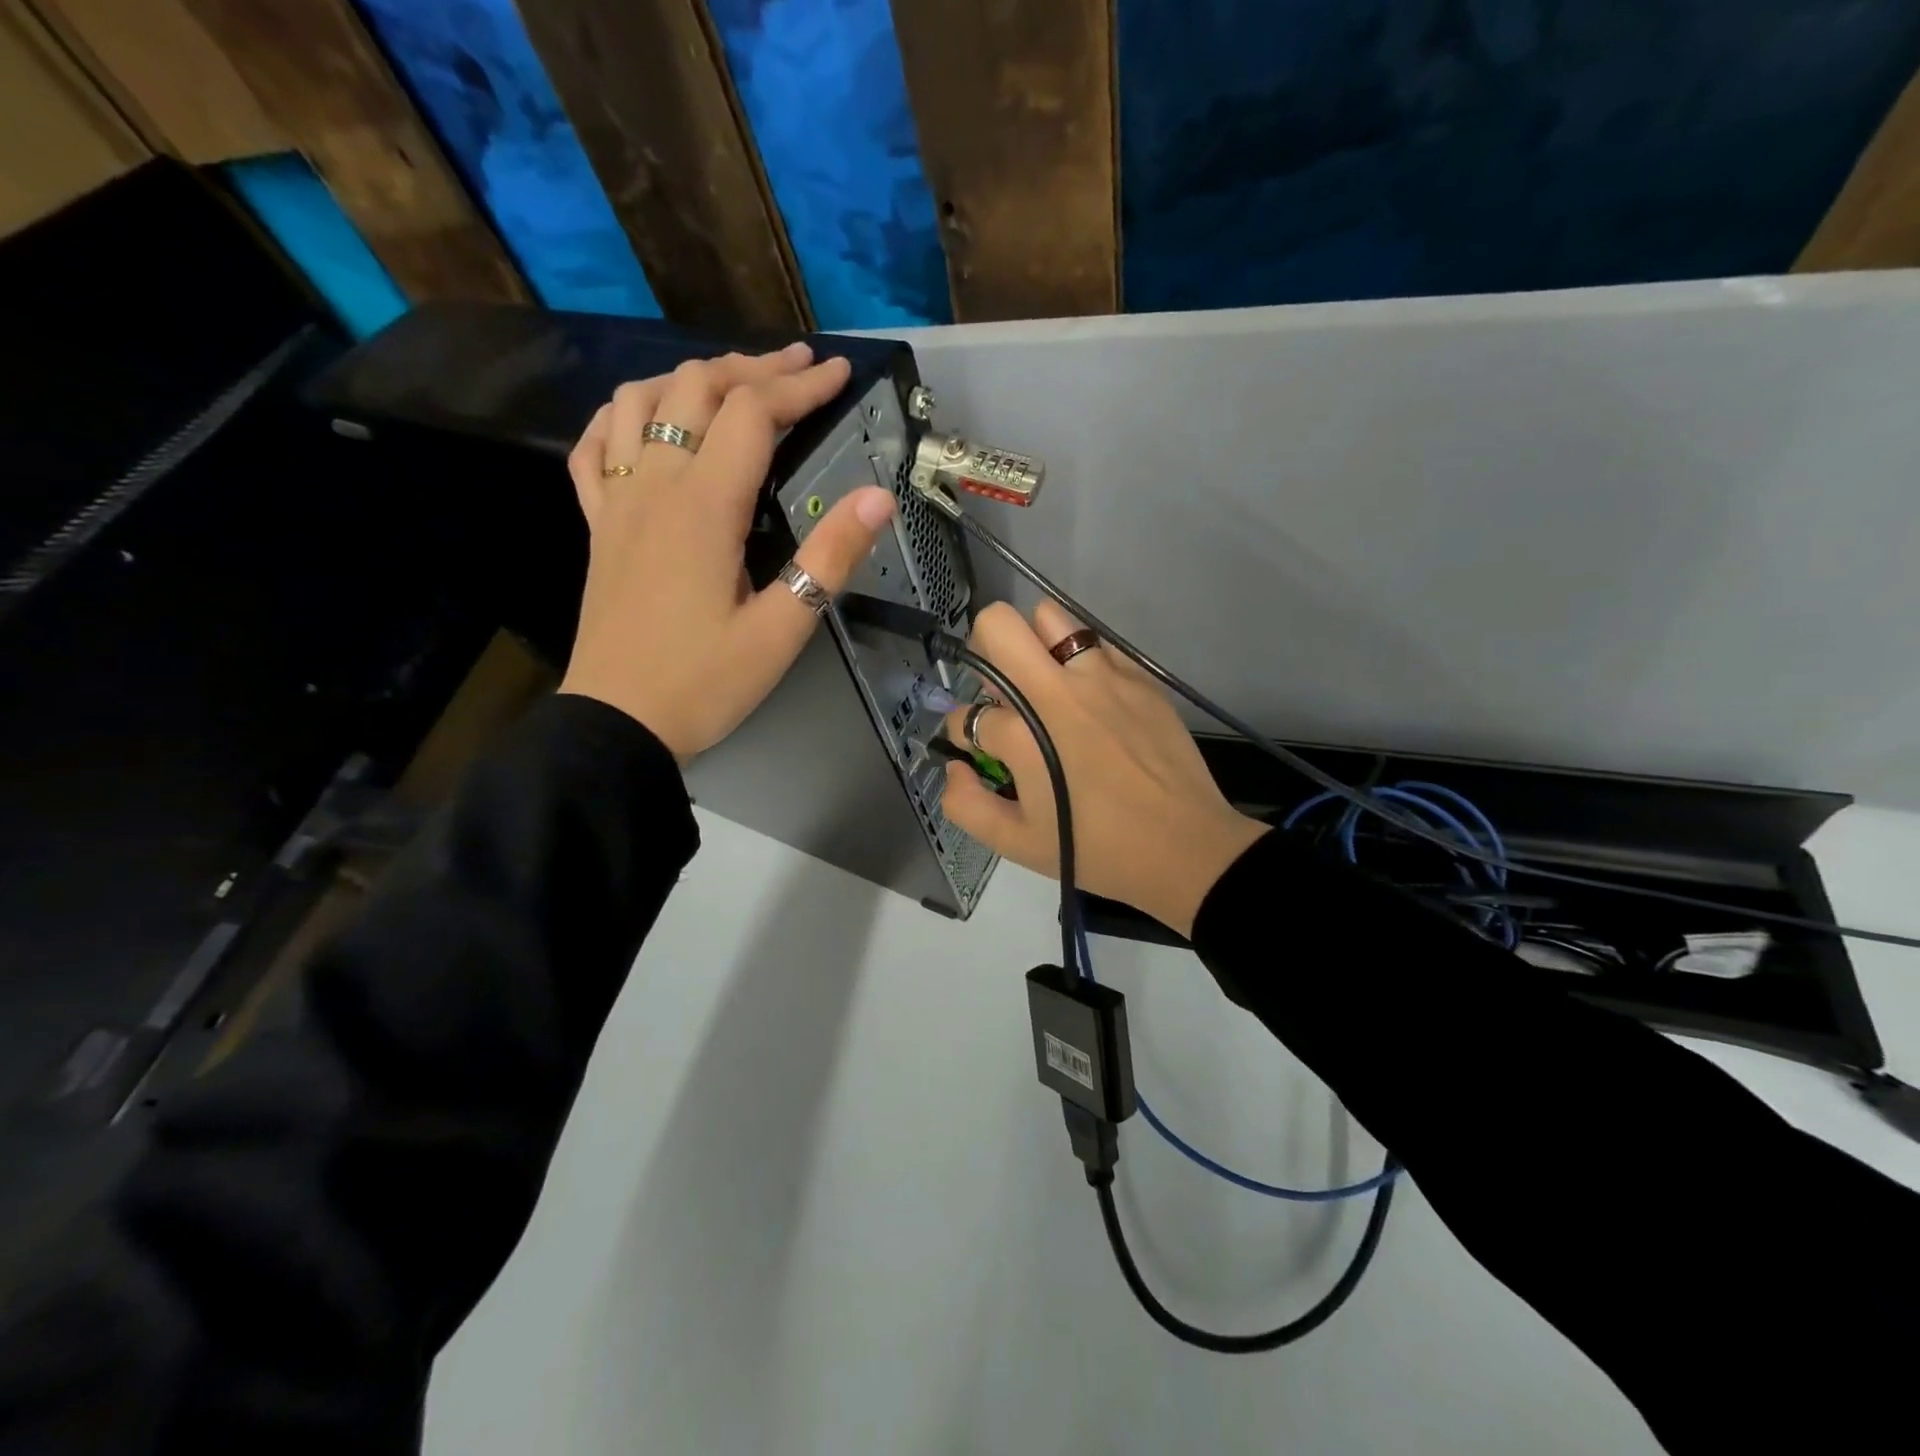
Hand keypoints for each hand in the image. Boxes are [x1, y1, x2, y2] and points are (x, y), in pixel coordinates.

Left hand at [559, 344, 896, 760]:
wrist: (618, 724)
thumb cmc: (705, 684)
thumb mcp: (781, 631)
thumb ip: (828, 558)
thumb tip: (878, 497)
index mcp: (702, 508)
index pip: (751, 414)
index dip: (799, 386)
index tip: (838, 373)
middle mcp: (654, 486)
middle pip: (695, 388)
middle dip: (752, 367)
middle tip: (799, 367)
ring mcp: (616, 502)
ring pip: (639, 401)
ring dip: (688, 378)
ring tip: (731, 384)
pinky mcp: (597, 525)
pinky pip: (594, 446)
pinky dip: (623, 415)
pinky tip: (646, 421)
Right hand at [941, 602, 1267, 937]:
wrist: (1185, 848)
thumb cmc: (1096, 850)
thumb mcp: (1016, 844)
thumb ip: (965, 805)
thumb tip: (955, 765)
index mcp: (1023, 736)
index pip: (968, 713)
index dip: (964, 732)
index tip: (982, 751)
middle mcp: (1058, 691)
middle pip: (998, 625)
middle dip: (984, 649)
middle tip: (1001, 687)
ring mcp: (1103, 676)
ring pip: (1050, 617)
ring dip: (1035, 644)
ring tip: (1047, 683)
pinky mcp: (1139, 675)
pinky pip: (1097, 643)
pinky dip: (1082, 661)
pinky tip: (1094, 699)